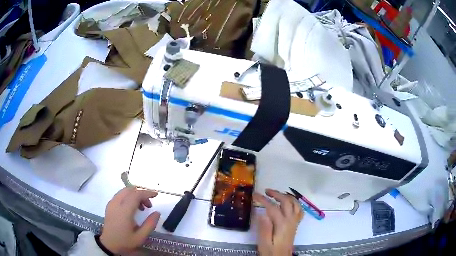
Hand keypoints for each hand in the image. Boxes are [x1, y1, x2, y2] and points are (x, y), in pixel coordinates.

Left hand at [100, 187, 160, 253]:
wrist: (109, 244)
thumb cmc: (125, 241)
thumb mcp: (141, 237)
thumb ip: (150, 224)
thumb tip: (157, 212)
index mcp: (124, 211)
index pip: (136, 195)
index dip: (147, 193)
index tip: (156, 195)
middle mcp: (116, 203)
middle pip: (130, 190)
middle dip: (141, 193)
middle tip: (149, 205)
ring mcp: (111, 203)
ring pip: (124, 191)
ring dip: (134, 195)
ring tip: (141, 207)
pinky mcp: (109, 205)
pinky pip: (120, 195)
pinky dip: (128, 196)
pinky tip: (132, 208)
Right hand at [253, 189, 303, 255]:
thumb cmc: (271, 252)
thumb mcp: (264, 243)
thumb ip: (264, 229)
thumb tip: (262, 213)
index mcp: (282, 225)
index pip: (272, 207)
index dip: (263, 200)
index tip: (254, 195)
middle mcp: (290, 221)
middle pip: (286, 202)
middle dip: (276, 194)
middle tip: (266, 191)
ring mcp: (294, 222)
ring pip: (295, 203)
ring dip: (286, 196)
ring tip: (276, 194)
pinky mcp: (295, 224)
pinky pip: (299, 210)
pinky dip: (295, 203)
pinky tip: (288, 203)